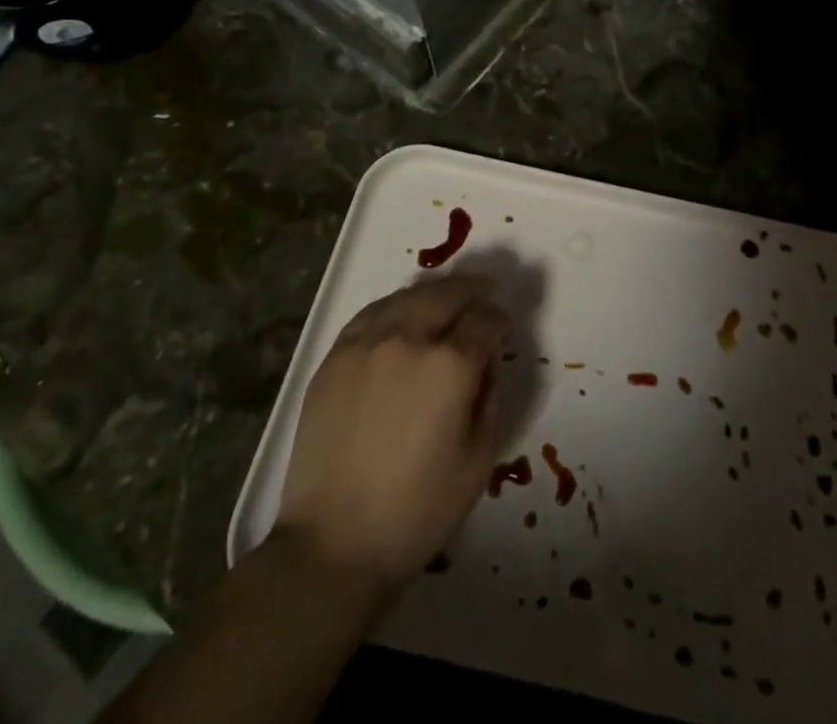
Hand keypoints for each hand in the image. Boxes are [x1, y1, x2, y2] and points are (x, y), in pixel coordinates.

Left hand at [275, 275, 507, 592]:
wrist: (334, 544)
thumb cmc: (418, 511)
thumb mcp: (479, 459)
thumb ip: (489, 397)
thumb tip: (485, 362)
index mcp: (451, 364)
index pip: (486, 319)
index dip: (499, 321)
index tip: (502, 330)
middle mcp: (410, 338)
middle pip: (449, 293)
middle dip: (473, 291)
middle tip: (484, 293)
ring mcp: (367, 343)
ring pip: (410, 295)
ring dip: (436, 293)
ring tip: (447, 298)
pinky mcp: (335, 356)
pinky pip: (373, 312)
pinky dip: (396, 305)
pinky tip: (402, 312)